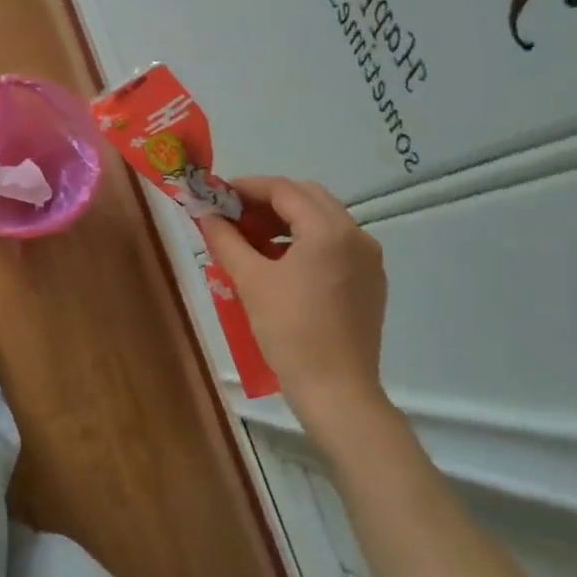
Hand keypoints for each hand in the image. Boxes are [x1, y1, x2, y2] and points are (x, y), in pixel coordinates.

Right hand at [200, 176, 390, 439]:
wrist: (336, 390)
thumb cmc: (290, 331)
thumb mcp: (251, 281)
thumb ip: (226, 240)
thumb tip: (205, 215)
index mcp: (329, 230)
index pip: (284, 190)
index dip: (247, 187)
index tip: (218, 194)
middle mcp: (356, 236)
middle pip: (308, 198)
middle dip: (268, 200)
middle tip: (233, 214)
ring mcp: (368, 259)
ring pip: (323, 221)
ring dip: (287, 220)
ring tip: (251, 238)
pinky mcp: (370, 281)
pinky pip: (335, 245)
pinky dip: (305, 241)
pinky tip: (279, 262)